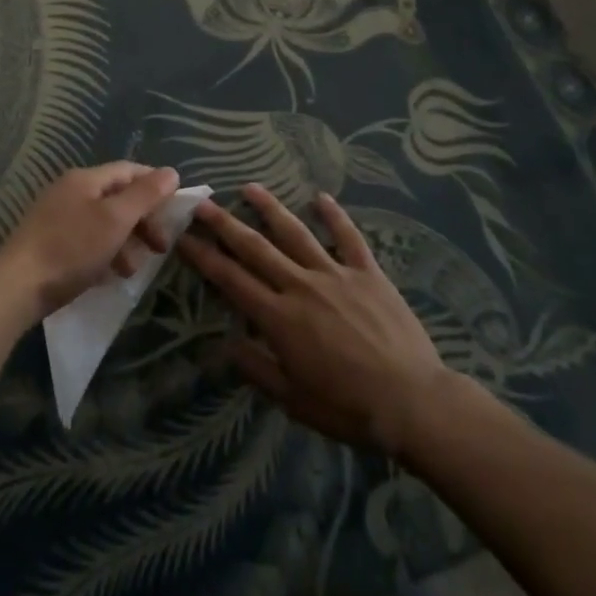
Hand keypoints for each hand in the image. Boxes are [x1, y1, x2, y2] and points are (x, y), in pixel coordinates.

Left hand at [0, 162, 181, 320]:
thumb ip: (145, 195)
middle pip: (117, 197)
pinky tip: (110, 275)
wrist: (17, 287)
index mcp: (85, 179)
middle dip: (142, 220)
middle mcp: (70, 191)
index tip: (176, 209)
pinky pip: (88, 240)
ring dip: (126, 241)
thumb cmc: (71, 248)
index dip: (155, 184)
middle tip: (161, 247)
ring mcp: (57, 216)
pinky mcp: (50, 243)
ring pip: (104, 222)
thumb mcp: (115, 220)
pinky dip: (105, 253)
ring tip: (134, 269)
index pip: (129, 170)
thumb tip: (171, 172)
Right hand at [179, 185, 482, 457]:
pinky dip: (334, 215)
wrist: (413, 402)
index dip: (204, 257)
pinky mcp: (367, 272)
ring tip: (249, 188)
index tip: (183, 237)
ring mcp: (335, 274)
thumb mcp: (294, 400)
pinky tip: (321, 197)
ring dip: (270, 208)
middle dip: (225, 224)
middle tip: (202, 203)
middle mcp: (300, 285)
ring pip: (295, 233)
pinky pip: (348, 237)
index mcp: (279, 318)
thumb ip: (257, 368)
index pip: (231, 280)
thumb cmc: (348, 408)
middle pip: (255, 248)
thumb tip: (225, 343)